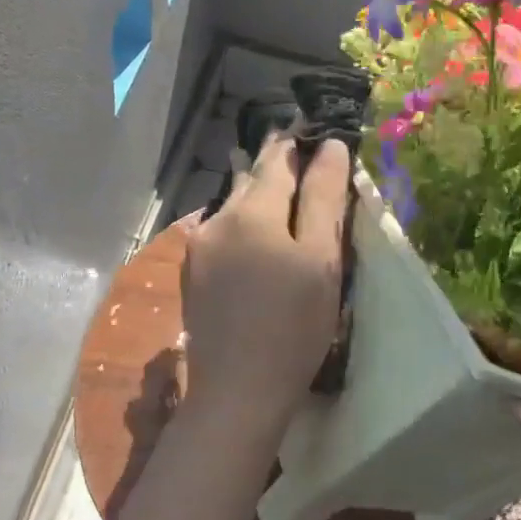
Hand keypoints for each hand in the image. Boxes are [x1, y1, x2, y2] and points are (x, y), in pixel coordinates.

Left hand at [180, 133, 349, 444]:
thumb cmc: (293, 326)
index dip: (296, 143)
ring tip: (263, 174)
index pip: (277, 161)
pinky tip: (246, 228)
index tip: (310, 128)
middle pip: (249, 180)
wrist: (237, 391)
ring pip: (230, 206)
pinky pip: (219, 232)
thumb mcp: (321, 260)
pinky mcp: (192, 276)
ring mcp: (198, 249)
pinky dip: (238, 221)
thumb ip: (323, 199)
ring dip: (250, 190)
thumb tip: (329, 147)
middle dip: (271, 163)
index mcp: (251, 211)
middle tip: (290, 144)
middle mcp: (216, 220)